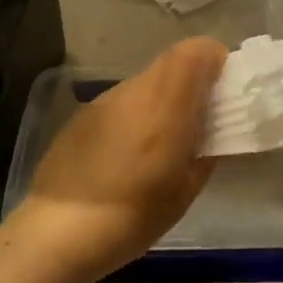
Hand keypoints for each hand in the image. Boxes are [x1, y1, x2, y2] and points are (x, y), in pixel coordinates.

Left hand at [13, 37, 228, 280]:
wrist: (58, 231)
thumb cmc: (132, 215)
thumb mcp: (185, 190)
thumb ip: (206, 150)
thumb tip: (214, 130)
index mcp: (166, 104)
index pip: (196, 51)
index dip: (215, 60)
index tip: (223, 88)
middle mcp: (135, 90)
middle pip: (172, 62)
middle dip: (192, 80)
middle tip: (200, 117)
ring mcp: (105, 100)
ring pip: (146, 81)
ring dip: (164, 97)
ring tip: (163, 140)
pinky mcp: (83, 115)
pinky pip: (122, 101)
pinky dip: (137, 113)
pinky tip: (128, 153)